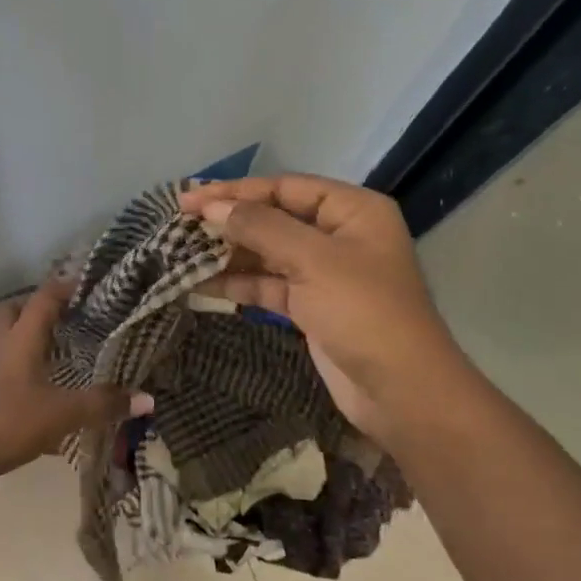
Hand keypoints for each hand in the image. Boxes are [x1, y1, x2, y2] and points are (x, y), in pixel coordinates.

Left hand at [0, 277, 151, 482]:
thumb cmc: (8, 421)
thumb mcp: (62, 414)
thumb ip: (103, 405)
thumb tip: (147, 398)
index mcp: (20, 339)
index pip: (42, 298)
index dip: (65, 287)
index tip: (88, 285)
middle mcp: (0, 347)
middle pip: (12, 311)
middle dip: (35, 306)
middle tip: (65, 315)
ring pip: (5, 340)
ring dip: (29, 339)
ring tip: (59, 351)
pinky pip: (3, 370)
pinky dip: (23, 371)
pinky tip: (44, 392)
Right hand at [179, 174, 476, 445]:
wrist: (402, 393)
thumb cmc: (364, 312)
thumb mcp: (313, 260)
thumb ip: (259, 227)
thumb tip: (210, 207)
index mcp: (351, 210)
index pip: (284, 188)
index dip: (235, 191)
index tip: (190, 198)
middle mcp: (338, 235)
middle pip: (272, 218)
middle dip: (227, 221)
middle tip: (178, 223)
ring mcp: (323, 273)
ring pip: (266, 253)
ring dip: (226, 253)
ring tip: (180, 252)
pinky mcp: (309, 306)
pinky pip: (266, 285)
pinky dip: (236, 284)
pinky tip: (199, 284)